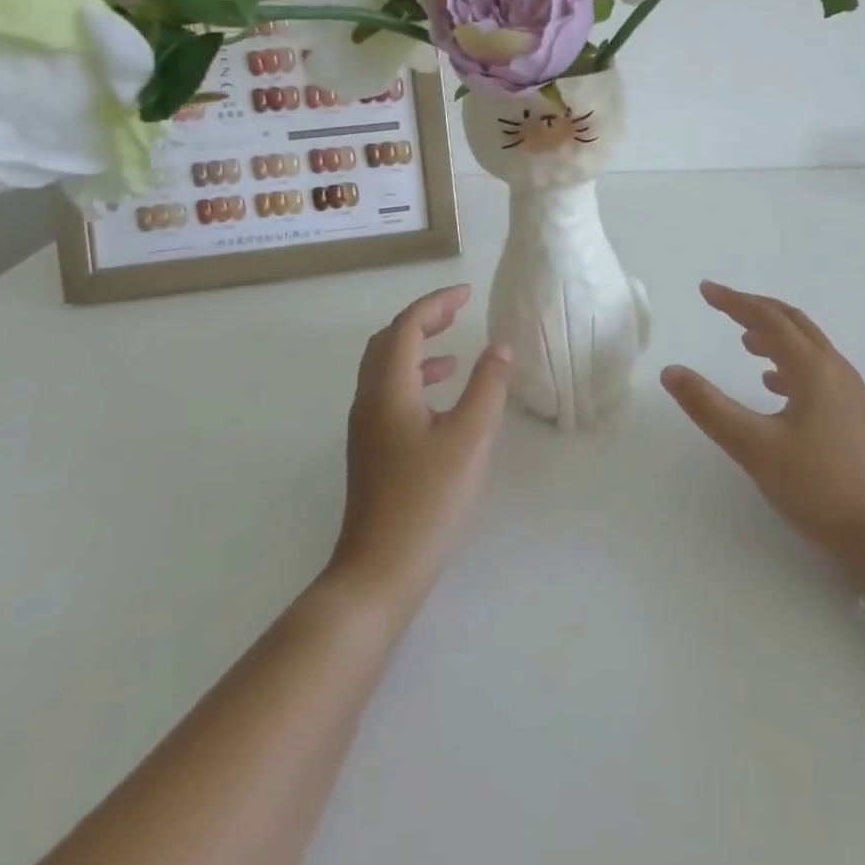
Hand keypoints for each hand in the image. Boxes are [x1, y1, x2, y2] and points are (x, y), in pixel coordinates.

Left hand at [327, 284, 512, 612]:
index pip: (406, 326)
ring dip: (417, 350)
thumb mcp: (470, 438)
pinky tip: (441, 402)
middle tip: (457, 313)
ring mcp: (365, 428)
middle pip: (388, 342)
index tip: (468, 294)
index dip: (436, 303)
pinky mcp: (371, 451)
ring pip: (385, 370)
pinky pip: (389, 395)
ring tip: (453, 353)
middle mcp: (368, 401)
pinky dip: (414, 380)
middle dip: (423, 320)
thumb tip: (500, 347)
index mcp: (388, 389)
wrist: (379, 571)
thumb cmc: (428, 500)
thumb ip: (488, 387)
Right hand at [662, 281, 864, 590]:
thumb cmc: (819, 487)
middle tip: (723, 305)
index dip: (734, 302)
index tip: (705, 291)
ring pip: (807, 347)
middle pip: (793, 323)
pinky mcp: (854, 416)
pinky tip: (773, 384)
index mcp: (813, 369)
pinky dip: (789, 364)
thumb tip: (671, 371)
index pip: (768, 319)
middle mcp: (835, 370)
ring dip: (774, 336)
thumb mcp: (754, 448)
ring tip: (744, 341)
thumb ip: (709, 407)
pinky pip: (817, 371)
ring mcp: (850, 393)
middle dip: (756, 309)